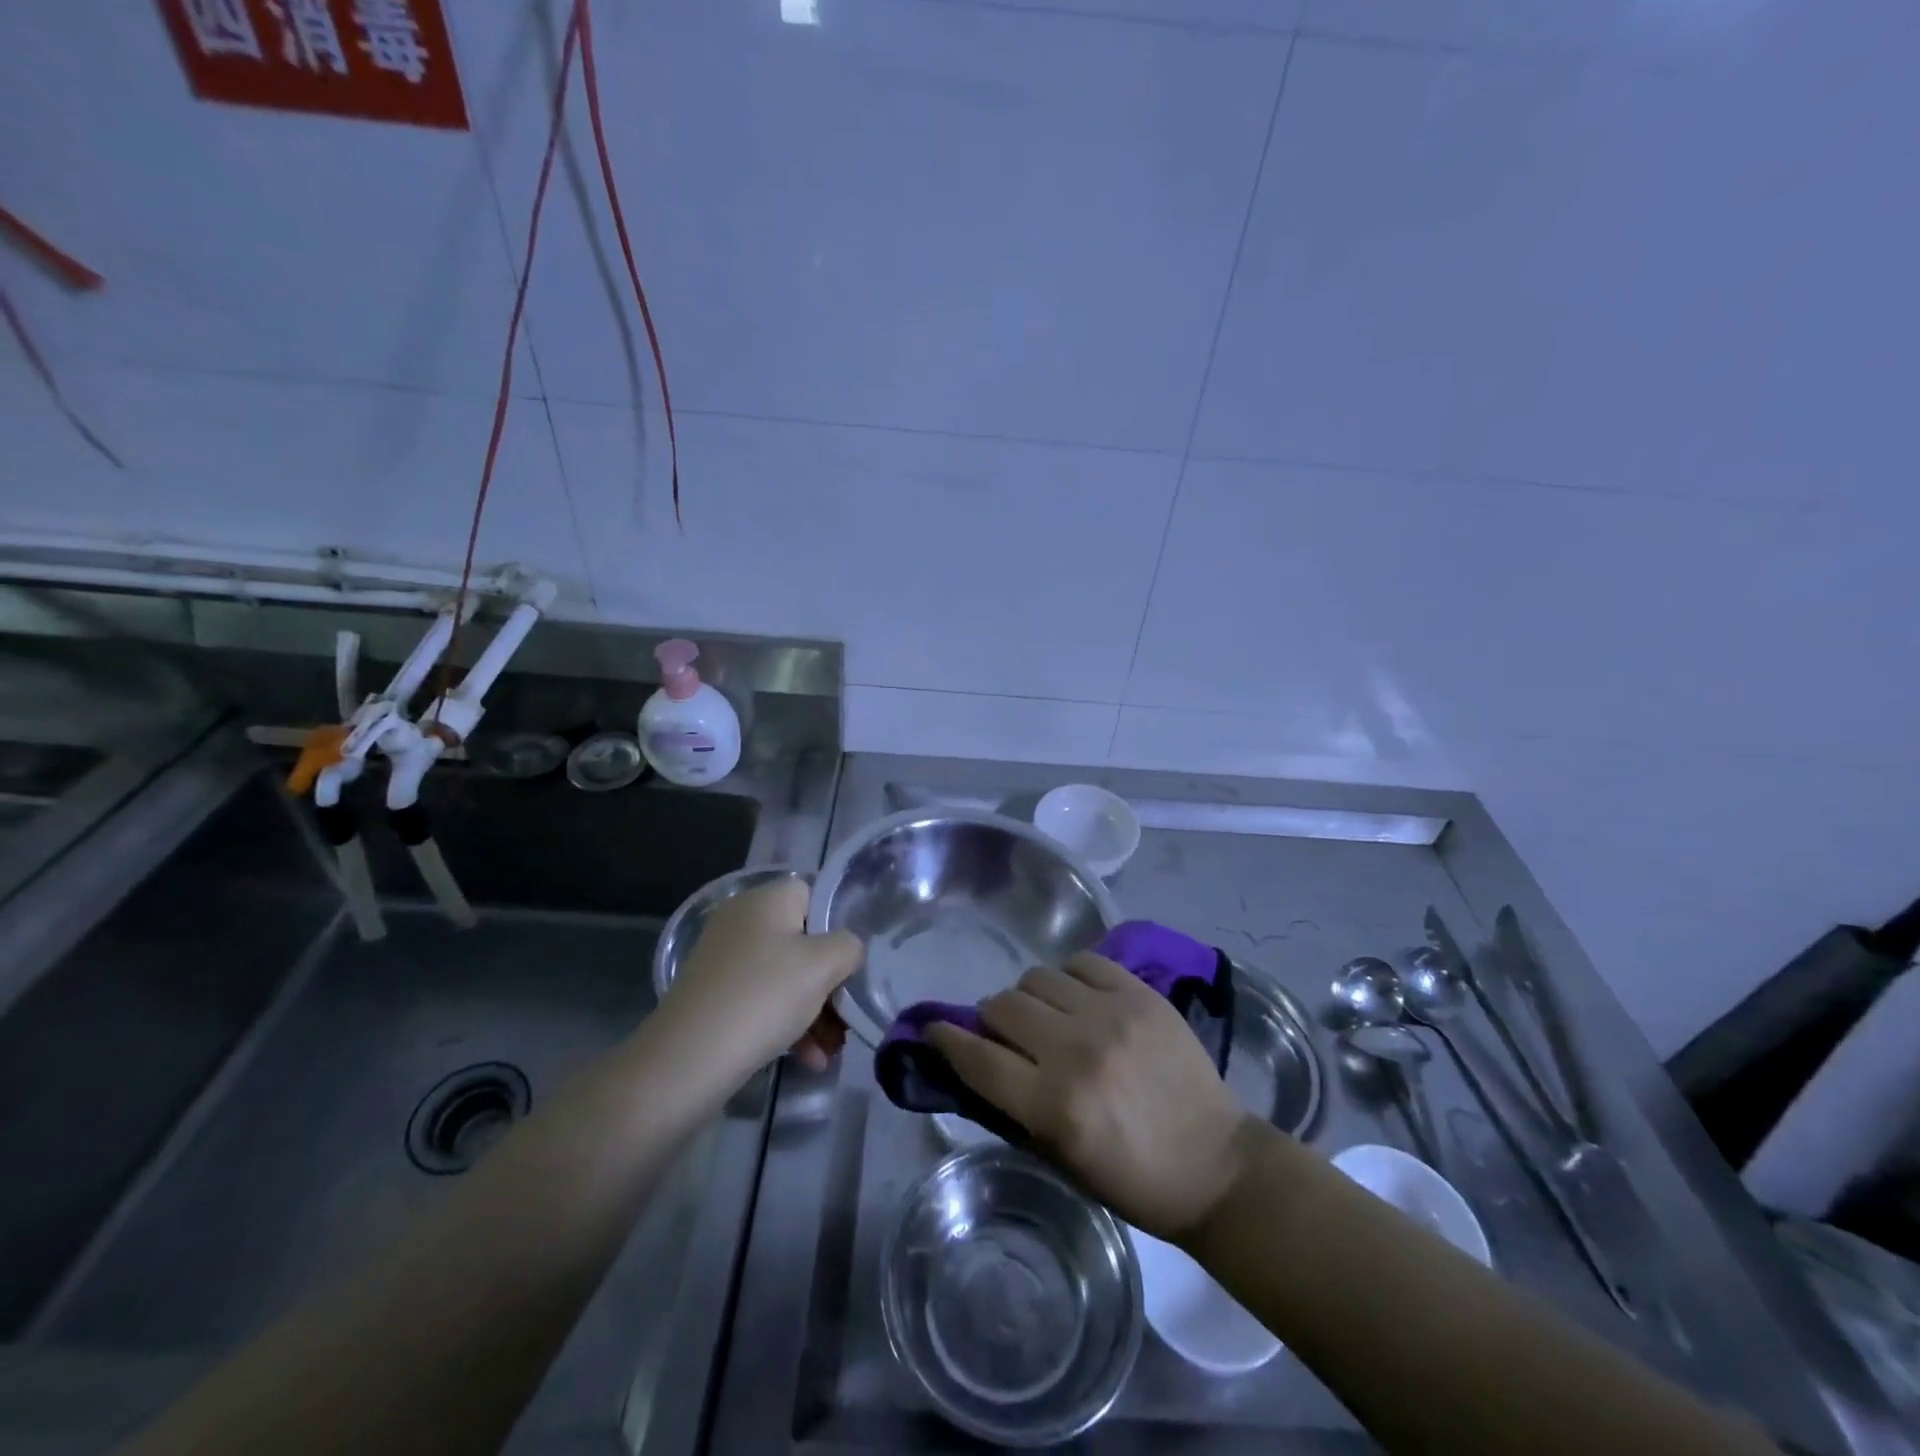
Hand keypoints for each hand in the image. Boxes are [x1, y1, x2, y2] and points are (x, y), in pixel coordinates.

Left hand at [660, 877, 863, 1076]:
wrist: (687, 1059)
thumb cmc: (763, 996)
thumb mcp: (823, 965)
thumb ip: (848, 947)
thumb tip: (847, 950)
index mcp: (767, 899)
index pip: (815, 896)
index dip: (838, 927)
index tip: (852, 963)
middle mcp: (743, 920)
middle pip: (803, 941)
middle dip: (830, 982)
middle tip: (847, 1016)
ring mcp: (725, 958)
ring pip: (786, 976)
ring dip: (814, 1011)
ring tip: (831, 1051)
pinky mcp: (715, 994)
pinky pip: (763, 999)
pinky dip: (787, 1023)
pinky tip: (808, 1060)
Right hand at [926, 952, 1252, 1240]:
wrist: (1215, 1164)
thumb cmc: (1133, 1179)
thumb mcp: (1060, 1159)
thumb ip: (1013, 1106)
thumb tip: (976, 1060)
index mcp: (1055, 1107)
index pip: (978, 1058)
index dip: (946, 1039)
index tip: (933, 1029)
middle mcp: (1077, 1051)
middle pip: (1003, 1006)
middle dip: (992, 1020)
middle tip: (1006, 1034)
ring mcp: (1111, 1015)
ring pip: (1037, 977)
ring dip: (1030, 998)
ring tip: (1048, 1016)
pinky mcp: (1140, 995)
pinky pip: (1082, 961)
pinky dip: (1070, 977)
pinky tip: (1080, 998)